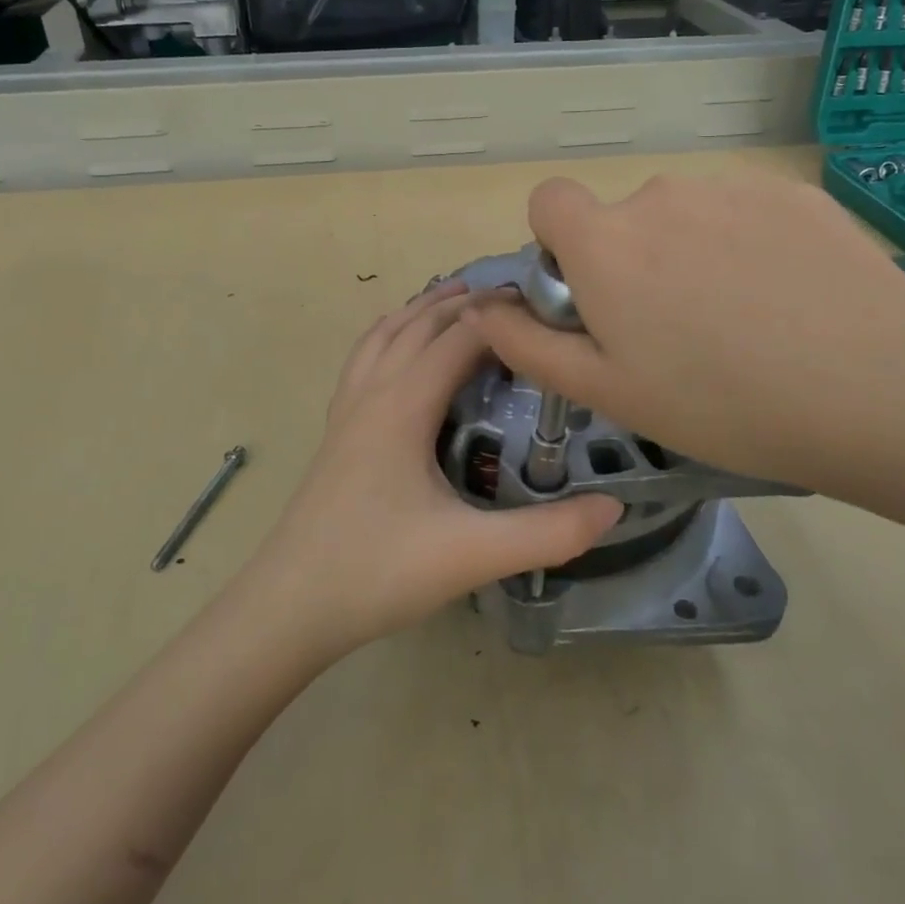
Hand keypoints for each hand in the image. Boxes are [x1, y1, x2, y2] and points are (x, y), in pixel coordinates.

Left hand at [253, 281, 620, 655]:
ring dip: (423, 310)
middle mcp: (373, 391)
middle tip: (515, 298)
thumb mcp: (472, 555)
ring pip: (385, 334)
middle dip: (466, 302)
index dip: (502, 316)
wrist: (289, 605)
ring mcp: (347, 408)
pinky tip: (399, 347)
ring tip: (458, 298)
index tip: (545, 306)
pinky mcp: (336, 430)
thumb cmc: (378, 571)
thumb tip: (615, 507)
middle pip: (420, 323)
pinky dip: (390, 334)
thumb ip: (548, 534)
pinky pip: (365, 358)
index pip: (460, 337)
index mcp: (403, 404)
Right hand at [465, 173, 904, 508]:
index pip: (549, 200)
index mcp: (605, 241)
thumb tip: (486, 308)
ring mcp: (730, 187)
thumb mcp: (607, 391)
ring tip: (744, 322)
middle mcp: (659, 195)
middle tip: (678, 333)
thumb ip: (529, 344)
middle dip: (632, 262)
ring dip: (692, 254)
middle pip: (623, 219)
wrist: (876, 386)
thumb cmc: (721, 401)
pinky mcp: (791, 192)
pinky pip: (744, 212)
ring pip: (686, 217)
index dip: (558, 244)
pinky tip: (790, 300)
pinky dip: (749, 245)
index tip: (591, 294)